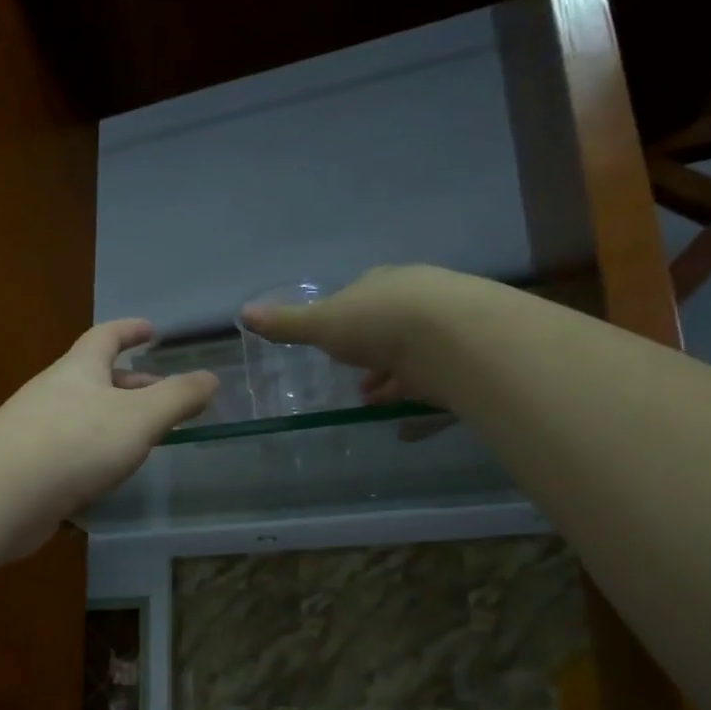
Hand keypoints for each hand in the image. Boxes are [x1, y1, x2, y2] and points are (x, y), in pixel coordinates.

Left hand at [0, 320, 217, 552]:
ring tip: (142, 438)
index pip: (106, 336)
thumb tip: (210, 378)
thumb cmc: (76, 442)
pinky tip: (106, 476)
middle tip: (163, 395)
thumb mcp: (139, 416)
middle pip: (95, 379)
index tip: (152, 330)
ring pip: (82, 418)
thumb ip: (178, 397)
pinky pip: (68, 453)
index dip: (130, 330)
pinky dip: (93, 456)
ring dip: (113, 422)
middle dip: (131, 383)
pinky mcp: (27, 470)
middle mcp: (53, 393)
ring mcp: (35, 432)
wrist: (0, 495)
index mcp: (78, 370)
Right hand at [241, 265, 458, 406]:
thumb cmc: (379, 323)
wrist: (453, 338)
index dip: (347, 321)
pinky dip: (418, 402)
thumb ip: (287, 324)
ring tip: (375, 404)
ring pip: (415, 356)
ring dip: (393, 381)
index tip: (336, 346)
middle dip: (372, 354)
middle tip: (357, 383)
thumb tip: (244, 312)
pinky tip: (405, 425)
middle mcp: (418, 299)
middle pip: (390, 327)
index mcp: (383, 284)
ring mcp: (447, 329)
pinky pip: (436, 383)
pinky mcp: (466, 360)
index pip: (362, 297)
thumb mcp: (324, 324)